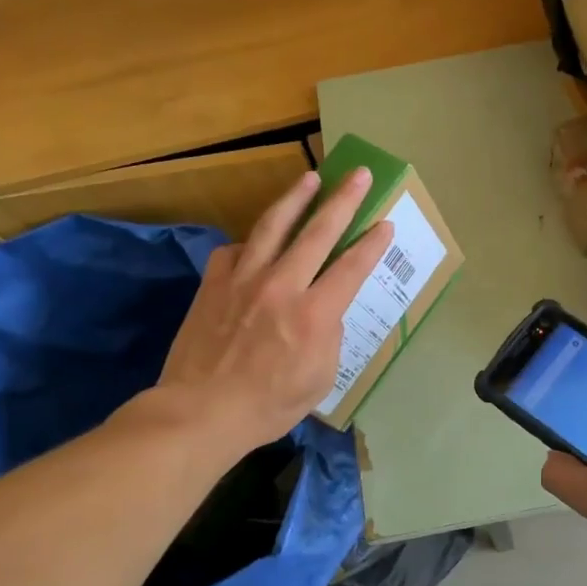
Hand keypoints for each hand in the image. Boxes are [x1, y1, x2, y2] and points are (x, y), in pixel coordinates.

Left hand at [133, 167, 391, 453]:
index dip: (372, 242)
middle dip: (344, 199)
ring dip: (296, 198)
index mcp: (314, 314)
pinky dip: (250, 242)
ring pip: (273, 226)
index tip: (385, 222)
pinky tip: (256, 241)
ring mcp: (243, 279)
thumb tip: (324, 310)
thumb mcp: (320, 378)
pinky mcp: (214, 283)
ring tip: (310, 178)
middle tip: (360, 174)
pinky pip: (235, 251)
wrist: (201, 411)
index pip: (351, 266)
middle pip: (318, 232)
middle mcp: (281, 285)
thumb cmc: (268, 405)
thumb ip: (328, 336)